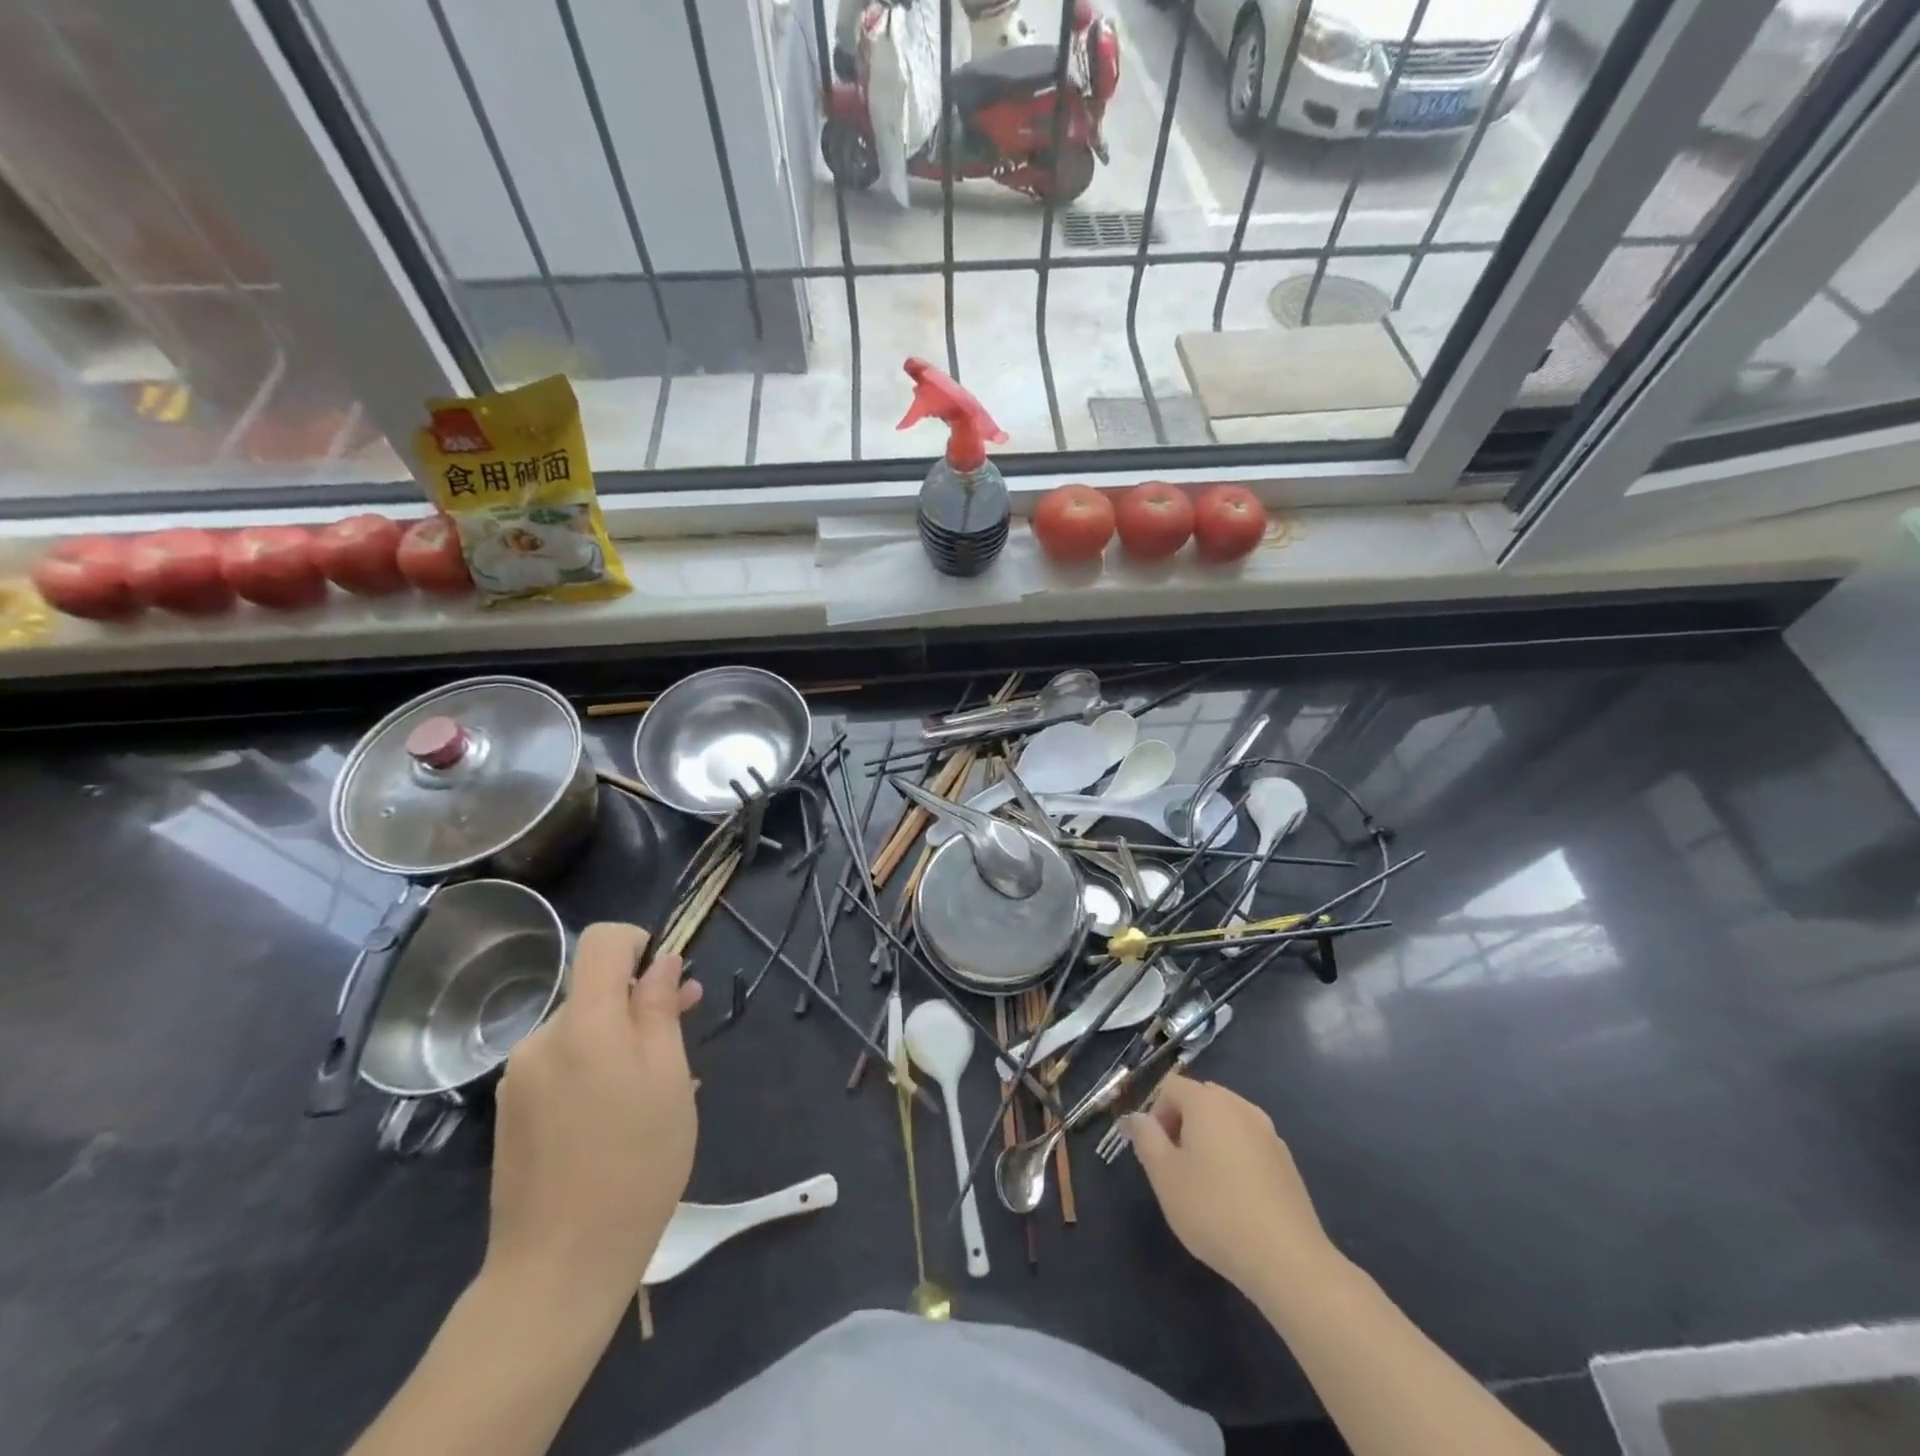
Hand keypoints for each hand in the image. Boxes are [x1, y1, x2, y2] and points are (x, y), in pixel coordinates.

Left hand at [486, 924, 701, 1305]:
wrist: (558, 1267)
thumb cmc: (636, 1164)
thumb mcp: (670, 1079)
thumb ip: (660, 1010)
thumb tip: (662, 962)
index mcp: (584, 1024)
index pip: (601, 942)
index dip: (638, 943)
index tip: (666, 979)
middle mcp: (541, 1038)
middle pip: (592, 989)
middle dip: (637, 999)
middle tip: (683, 1027)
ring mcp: (519, 1077)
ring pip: (579, 1029)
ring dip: (618, 1037)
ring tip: (658, 1082)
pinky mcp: (511, 1110)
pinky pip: (561, 1063)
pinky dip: (593, 1067)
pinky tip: (619, 1111)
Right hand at [1126, 1074, 1335, 1293]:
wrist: (1287, 1259)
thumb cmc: (1214, 1211)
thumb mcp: (1164, 1176)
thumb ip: (1145, 1138)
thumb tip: (1137, 1117)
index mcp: (1207, 1102)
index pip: (1170, 1086)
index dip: (1155, 1113)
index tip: (1155, 1152)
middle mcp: (1239, 1106)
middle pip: (1200, 1098)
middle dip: (1181, 1123)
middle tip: (1175, 1166)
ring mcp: (1268, 1132)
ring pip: (1226, 1120)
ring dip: (1208, 1138)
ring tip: (1204, 1183)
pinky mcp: (1286, 1160)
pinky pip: (1248, 1142)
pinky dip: (1235, 1156)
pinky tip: (1235, 1197)